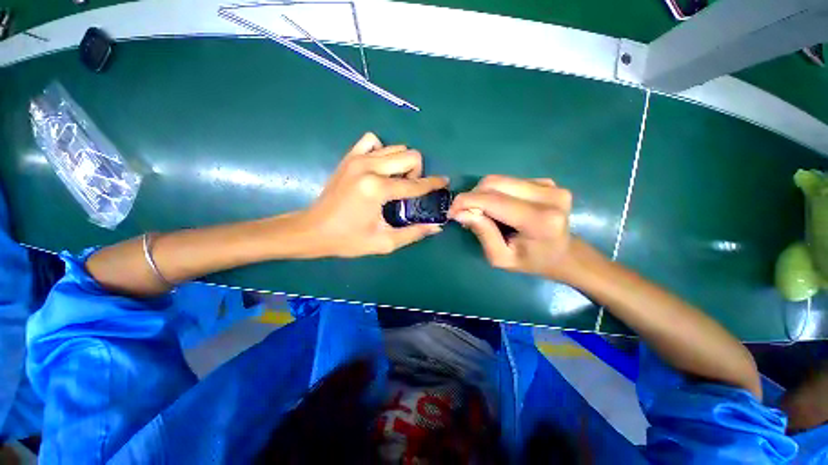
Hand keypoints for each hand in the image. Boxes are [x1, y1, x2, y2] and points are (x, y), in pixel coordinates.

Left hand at [300, 132, 447, 257]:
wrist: (312, 230)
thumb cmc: (347, 240)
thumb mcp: (383, 242)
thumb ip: (413, 233)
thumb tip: (436, 226)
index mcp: (376, 189)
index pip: (415, 184)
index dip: (433, 184)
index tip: (444, 183)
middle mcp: (368, 167)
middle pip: (409, 155)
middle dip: (417, 173)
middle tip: (409, 191)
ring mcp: (357, 158)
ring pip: (395, 148)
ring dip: (402, 164)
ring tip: (395, 182)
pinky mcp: (349, 157)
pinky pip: (373, 142)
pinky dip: (382, 152)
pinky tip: (379, 168)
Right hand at [449, 175, 575, 279]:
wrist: (564, 254)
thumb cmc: (532, 262)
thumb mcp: (501, 258)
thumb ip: (482, 233)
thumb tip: (460, 212)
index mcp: (540, 220)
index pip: (493, 201)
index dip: (466, 202)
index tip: (451, 211)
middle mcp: (548, 196)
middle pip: (495, 183)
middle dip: (472, 196)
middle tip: (465, 213)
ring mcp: (550, 186)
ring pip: (500, 179)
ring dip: (483, 194)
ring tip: (482, 211)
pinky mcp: (547, 182)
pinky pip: (509, 181)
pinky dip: (496, 192)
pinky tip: (499, 207)